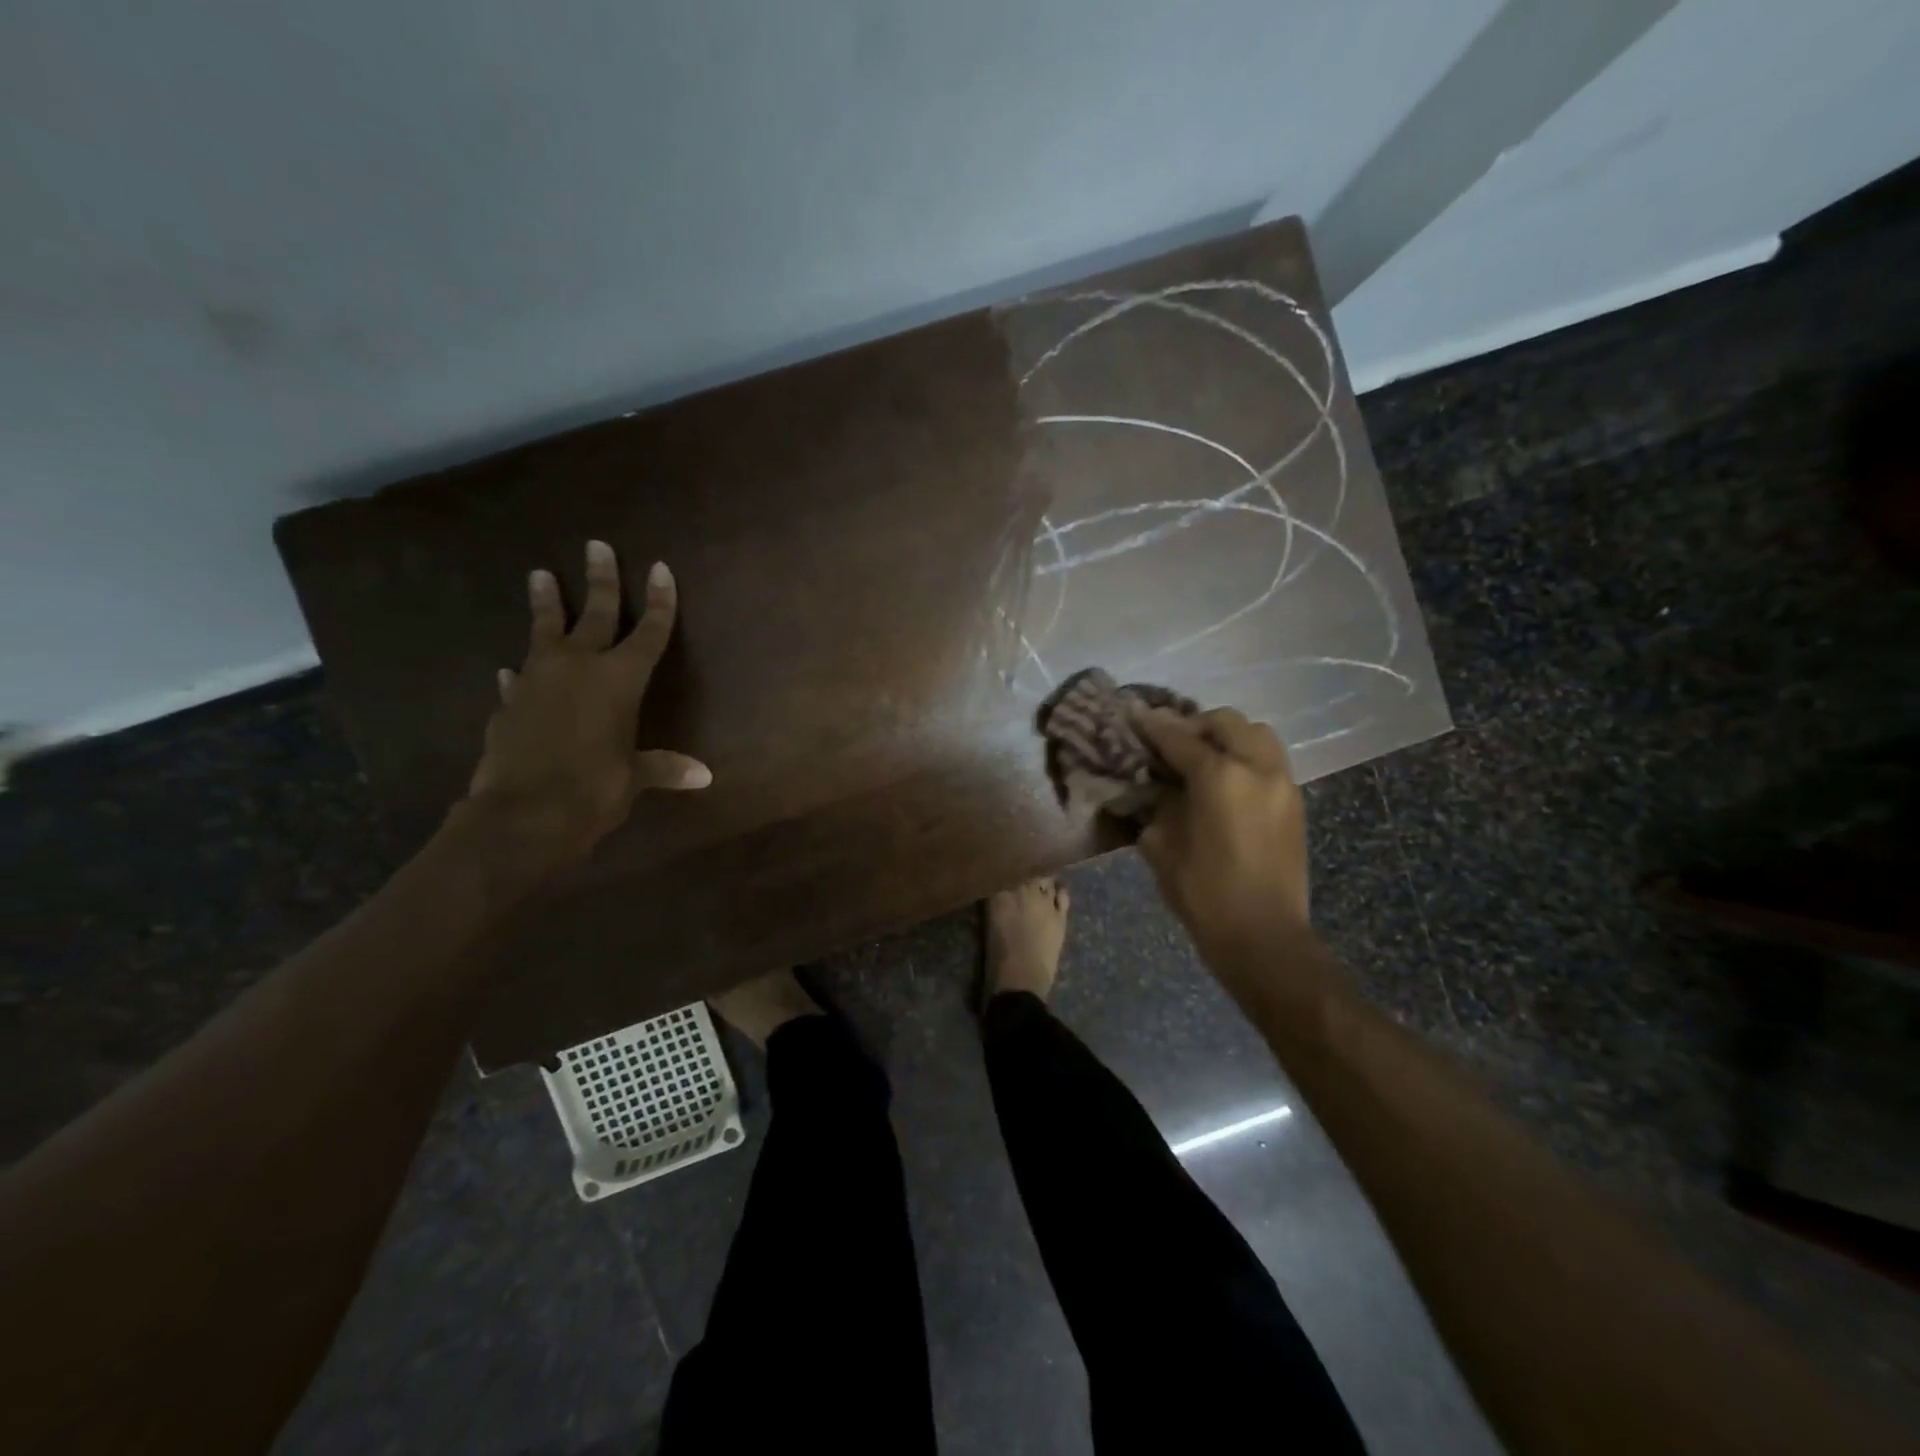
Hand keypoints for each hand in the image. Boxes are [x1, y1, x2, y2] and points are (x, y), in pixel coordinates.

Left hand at [464, 540, 709, 877]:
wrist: (523, 813)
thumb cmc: (594, 788)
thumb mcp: (635, 776)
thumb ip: (664, 767)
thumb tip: (703, 776)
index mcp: (620, 679)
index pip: (648, 632)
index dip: (658, 602)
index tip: (660, 569)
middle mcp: (579, 667)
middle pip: (594, 614)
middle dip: (600, 580)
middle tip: (596, 546)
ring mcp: (538, 680)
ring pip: (544, 630)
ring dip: (546, 603)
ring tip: (540, 574)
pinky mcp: (509, 702)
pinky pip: (520, 677)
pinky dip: (522, 671)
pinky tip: (514, 669)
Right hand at [1132, 707, 1310, 953]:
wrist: (1263, 935)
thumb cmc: (1203, 893)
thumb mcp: (1161, 845)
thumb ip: (1158, 803)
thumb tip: (1155, 785)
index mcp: (1219, 776)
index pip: (1178, 737)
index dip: (1152, 725)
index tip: (1133, 714)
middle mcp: (1256, 767)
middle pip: (1224, 722)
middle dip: (1193, 724)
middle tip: (1169, 741)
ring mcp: (1282, 782)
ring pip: (1256, 733)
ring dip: (1226, 735)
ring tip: (1202, 755)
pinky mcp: (1295, 801)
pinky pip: (1269, 758)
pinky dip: (1245, 754)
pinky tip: (1225, 779)